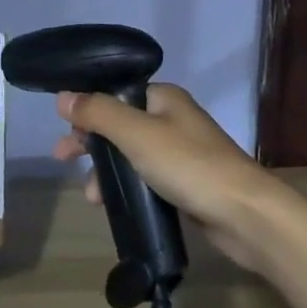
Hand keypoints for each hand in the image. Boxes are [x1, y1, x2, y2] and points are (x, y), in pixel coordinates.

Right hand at [52, 85, 285, 270]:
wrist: (244, 214)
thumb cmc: (189, 165)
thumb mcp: (137, 134)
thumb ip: (98, 113)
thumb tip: (63, 96)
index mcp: (164, 98)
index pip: (116, 94)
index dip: (88, 109)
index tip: (64, 130)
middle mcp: (172, 119)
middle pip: (120, 124)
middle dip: (91, 142)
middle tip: (62, 159)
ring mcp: (181, 152)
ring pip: (131, 154)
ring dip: (107, 171)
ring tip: (91, 196)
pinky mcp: (185, 183)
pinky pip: (145, 178)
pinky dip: (126, 187)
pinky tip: (112, 205)